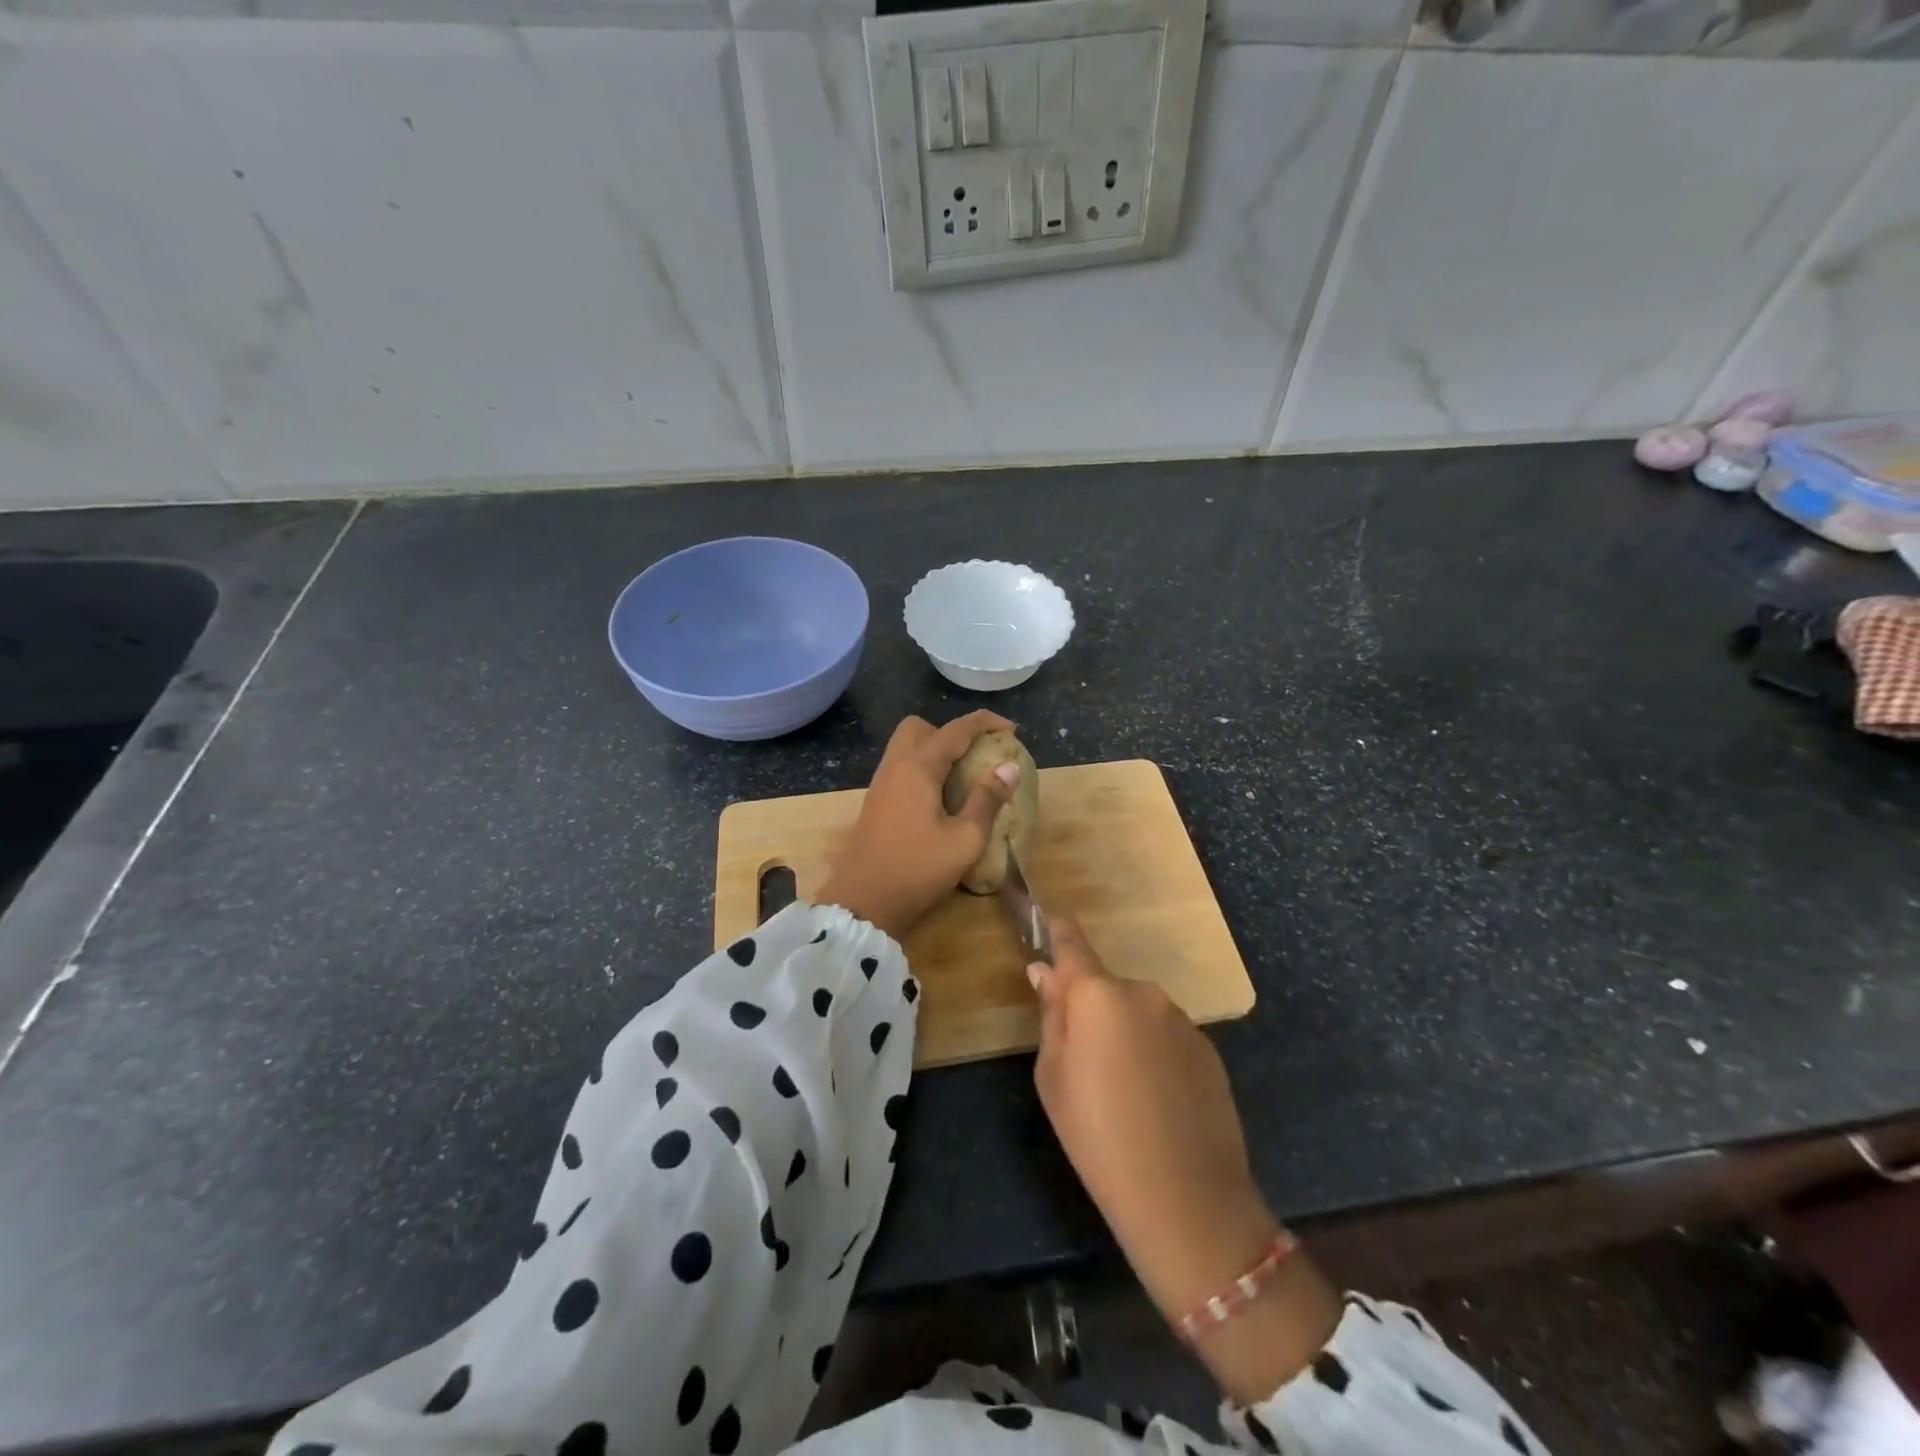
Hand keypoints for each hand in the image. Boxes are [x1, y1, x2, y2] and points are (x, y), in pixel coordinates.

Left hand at [814, 710, 1020, 941]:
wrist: (863, 902)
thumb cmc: (917, 869)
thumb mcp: (965, 839)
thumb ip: (987, 800)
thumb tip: (1008, 768)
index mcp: (918, 767)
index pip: (955, 730)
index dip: (985, 722)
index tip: (1011, 730)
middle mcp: (895, 766)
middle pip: (920, 727)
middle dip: (950, 732)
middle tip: (975, 756)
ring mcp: (881, 784)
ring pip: (907, 747)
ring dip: (935, 750)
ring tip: (963, 777)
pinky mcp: (876, 803)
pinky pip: (901, 768)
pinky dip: (923, 769)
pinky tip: (941, 798)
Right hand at [1030, 916, 1340, 1402]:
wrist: (1186, 1198)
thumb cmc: (1097, 1136)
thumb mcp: (1052, 1078)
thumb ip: (1051, 1016)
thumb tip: (1045, 973)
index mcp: (1097, 994)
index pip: (1071, 942)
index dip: (1057, 933)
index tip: (1047, 928)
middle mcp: (1142, 992)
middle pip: (1105, 987)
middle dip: (1092, 1008)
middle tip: (1083, 1061)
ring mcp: (1181, 1019)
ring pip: (1137, 1013)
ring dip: (1125, 1033)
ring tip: (1124, 1091)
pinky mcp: (1208, 1047)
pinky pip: (1167, 1036)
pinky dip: (1155, 1054)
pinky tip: (1157, 1101)